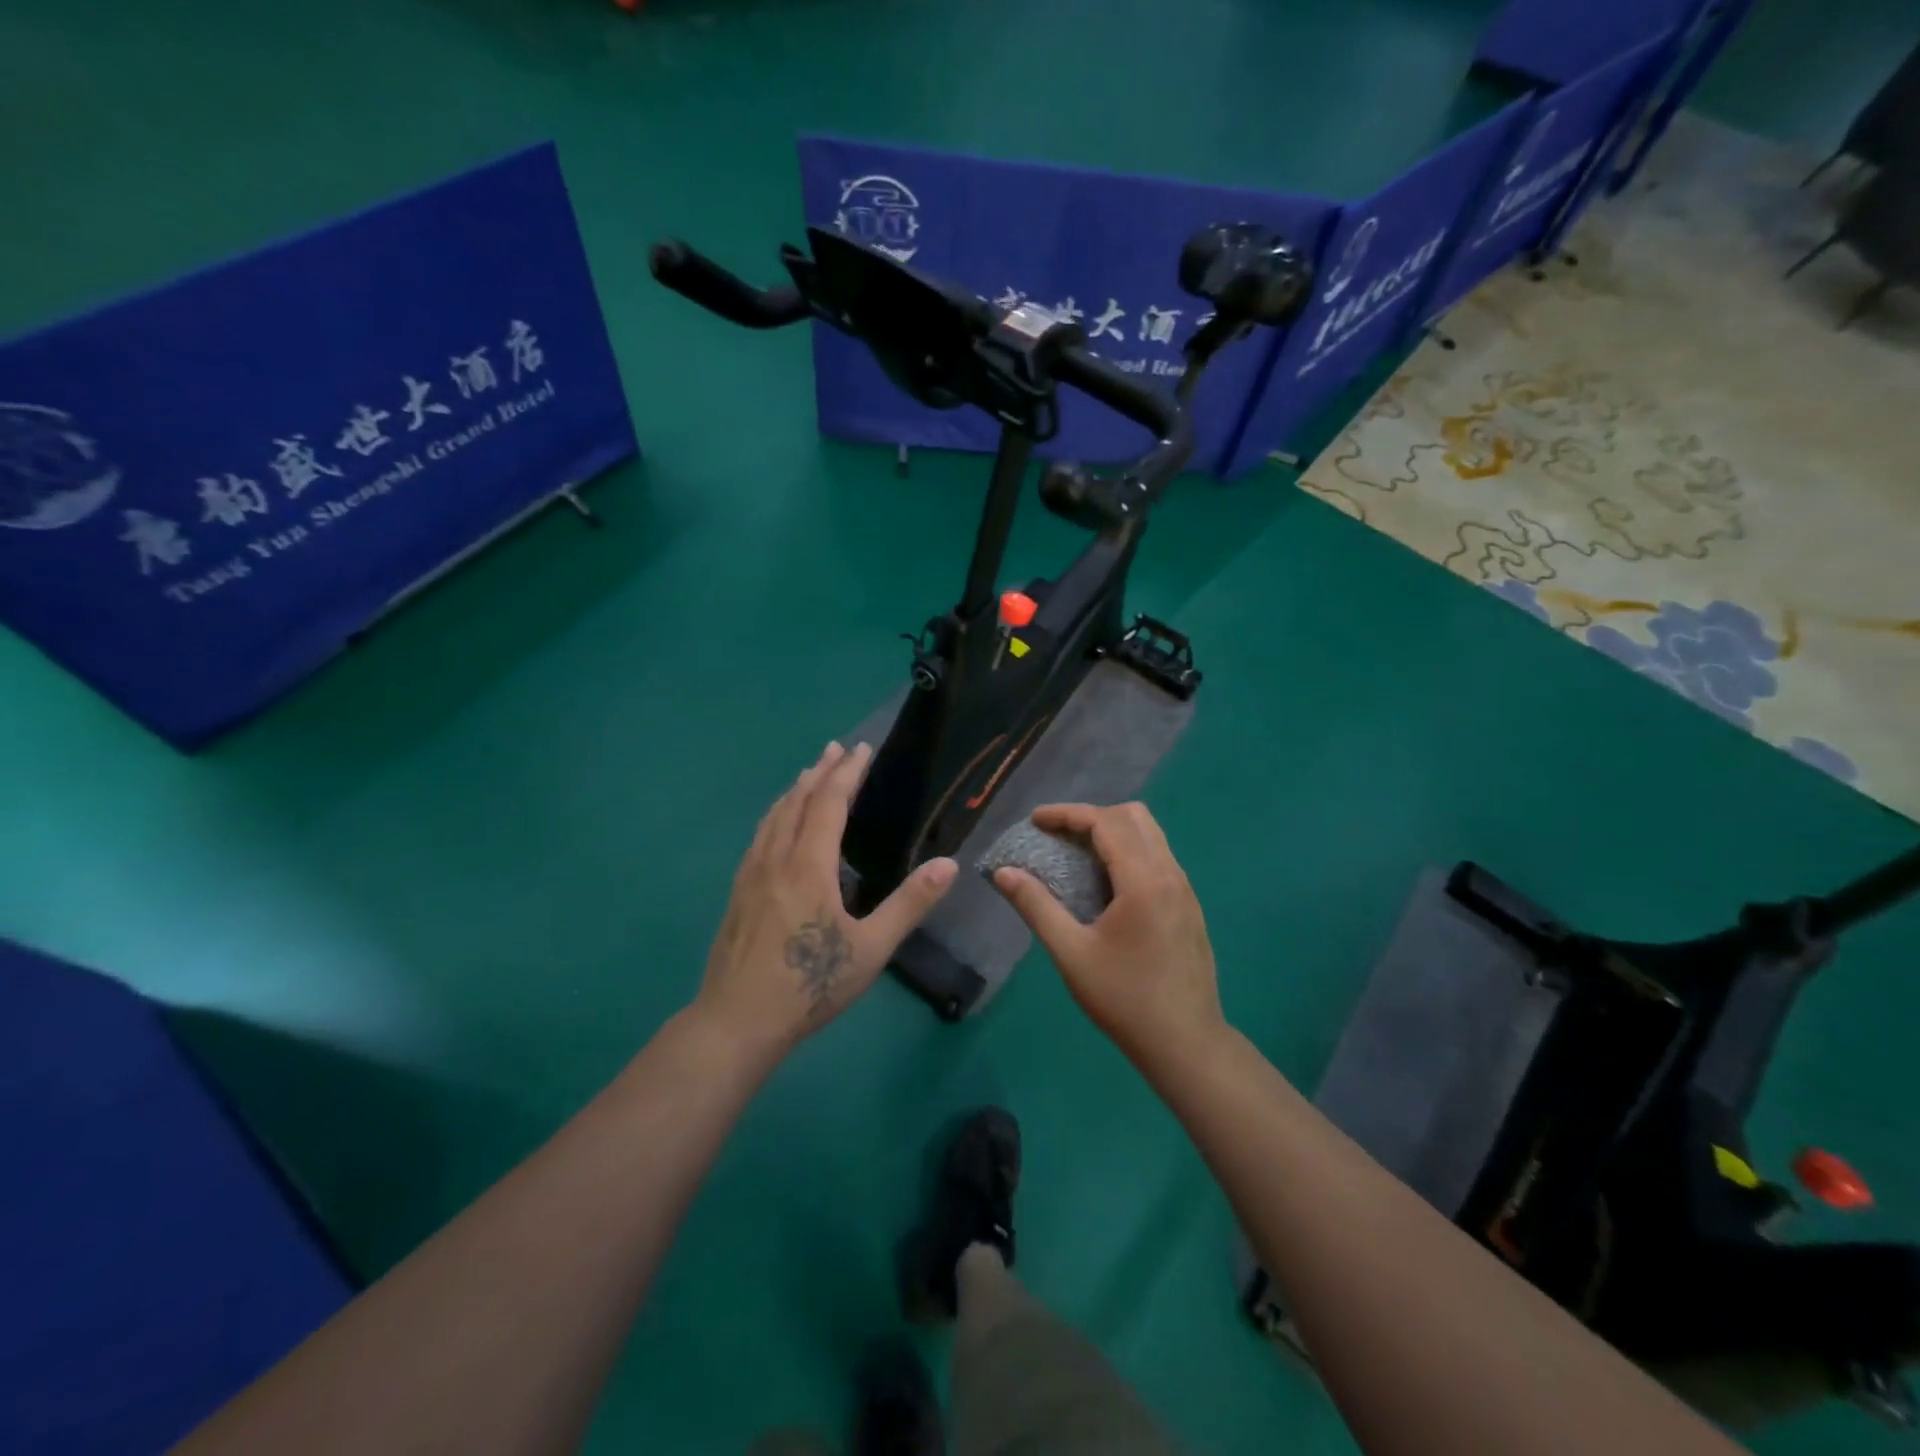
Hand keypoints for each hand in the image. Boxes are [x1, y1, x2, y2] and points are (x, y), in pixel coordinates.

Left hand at [696, 742, 957, 1060]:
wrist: (737, 1021)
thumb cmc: (810, 984)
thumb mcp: (871, 949)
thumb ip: (909, 904)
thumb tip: (949, 864)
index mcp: (809, 865)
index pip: (830, 804)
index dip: (848, 774)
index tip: (862, 749)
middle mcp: (776, 858)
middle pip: (798, 801)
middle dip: (820, 771)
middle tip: (836, 748)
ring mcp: (751, 874)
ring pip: (774, 816)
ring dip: (795, 789)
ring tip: (809, 774)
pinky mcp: (738, 891)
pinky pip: (760, 835)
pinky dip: (776, 814)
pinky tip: (778, 825)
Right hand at [991, 802, 1224, 1070]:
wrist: (1186, 1044)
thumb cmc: (1124, 999)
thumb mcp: (1071, 954)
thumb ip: (1036, 906)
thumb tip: (1003, 872)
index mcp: (1144, 881)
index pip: (1106, 822)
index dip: (1067, 814)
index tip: (1035, 821)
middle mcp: (1171, 874)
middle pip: (1134, 817)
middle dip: (1091, 816)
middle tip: (1057, 835)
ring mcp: (1185, 890)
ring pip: (1151, 835)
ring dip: (1113, 832)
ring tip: (1077, 853)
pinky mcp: (1190, 907)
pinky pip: (1159, 857)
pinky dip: (1129, 851)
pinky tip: (1107, 884)